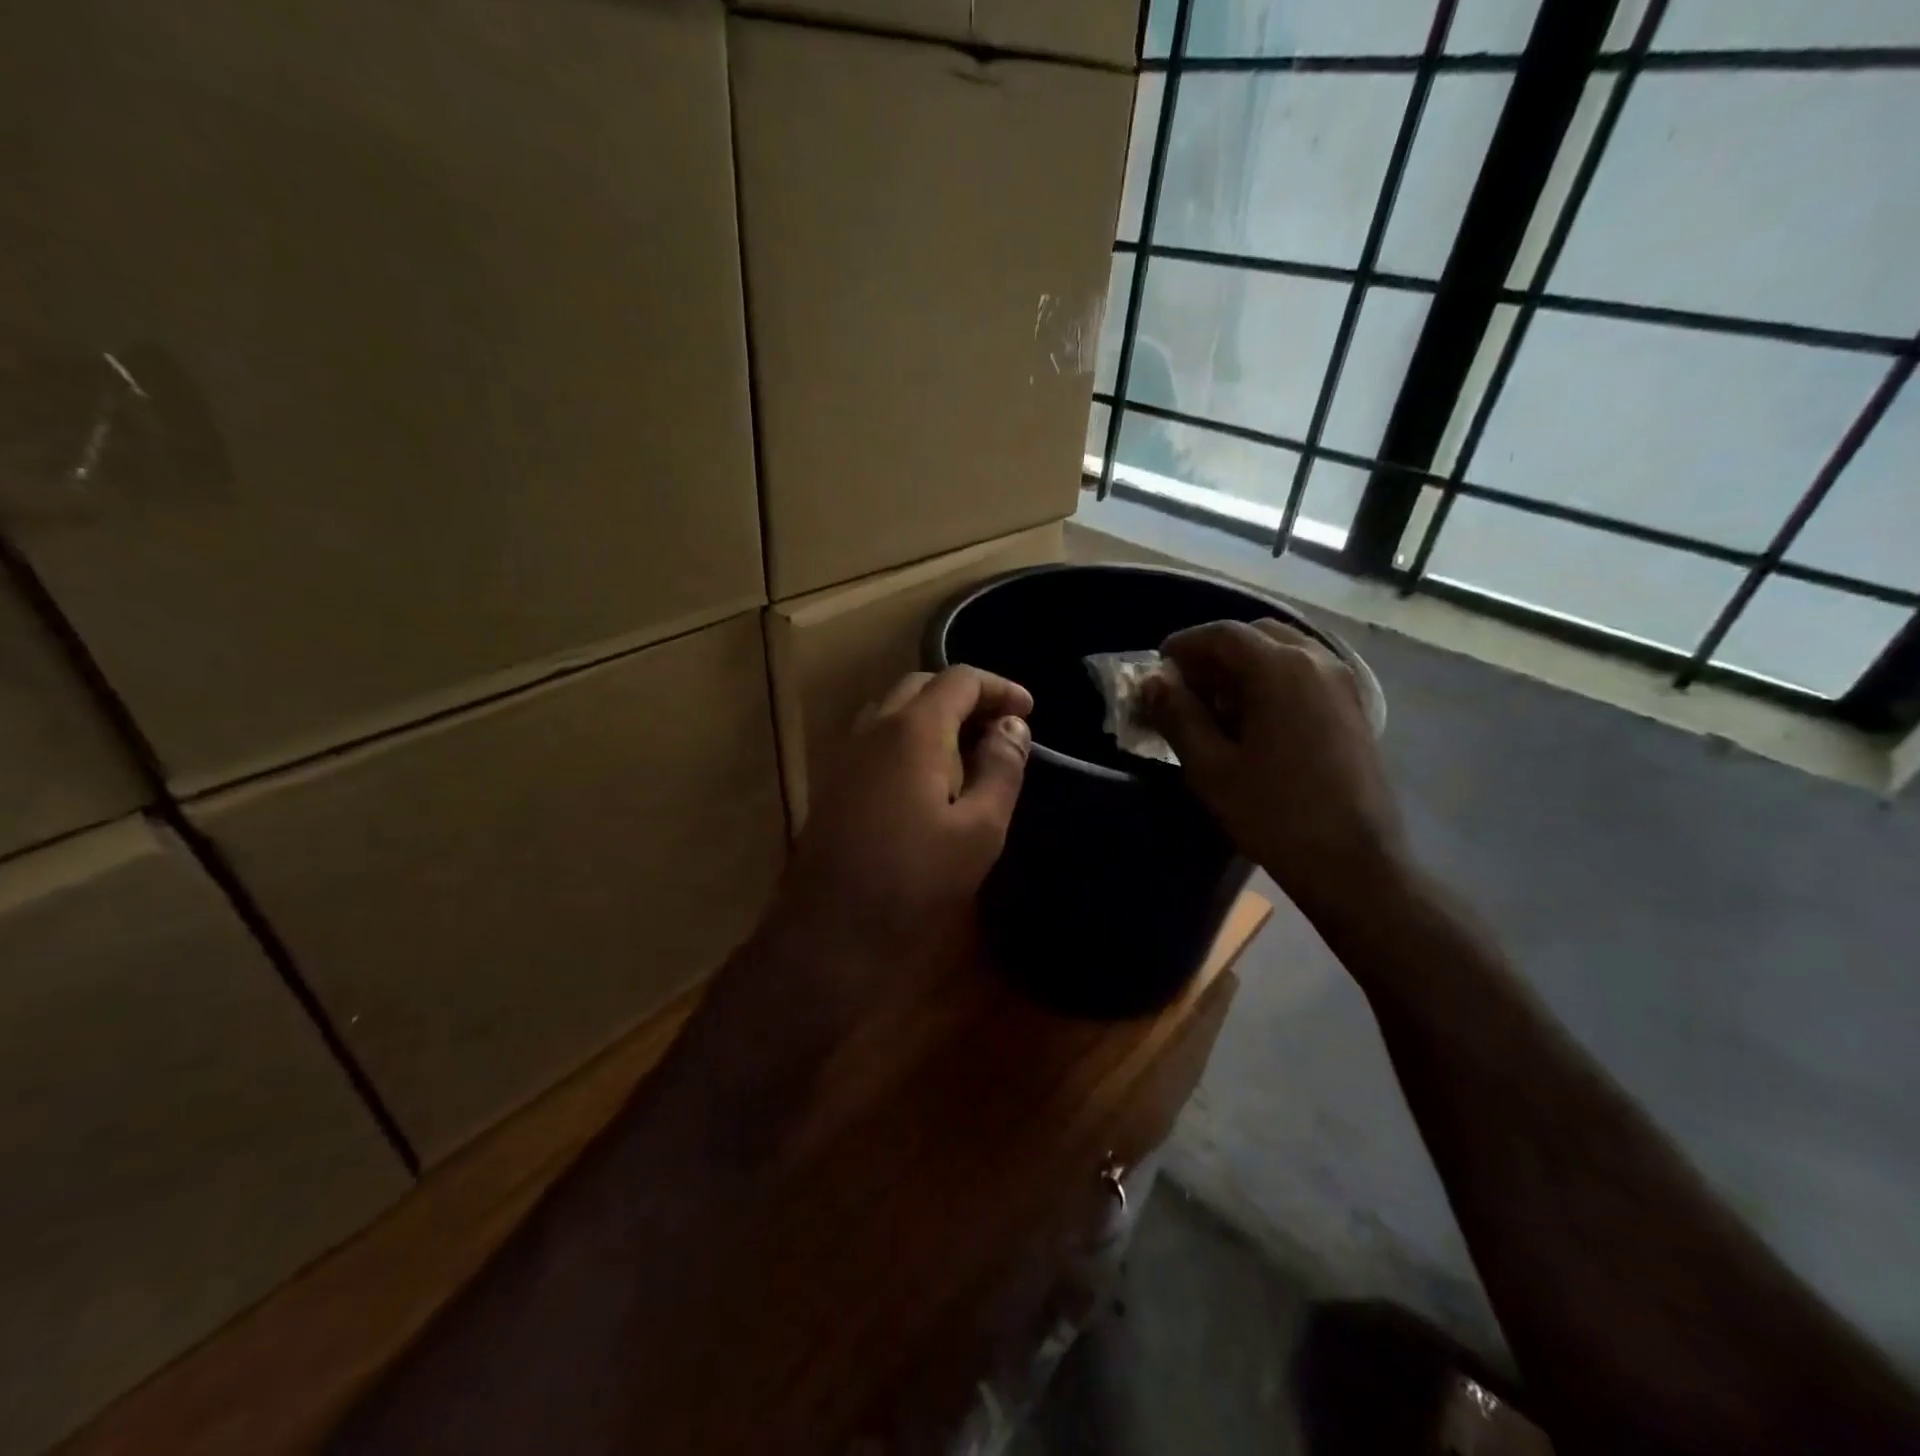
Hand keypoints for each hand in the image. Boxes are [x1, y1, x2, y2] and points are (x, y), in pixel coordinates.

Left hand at [780, 666, 1033, 957]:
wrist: (830, 935)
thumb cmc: (914, 883)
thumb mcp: (979, 830)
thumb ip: (1001, 769)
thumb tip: (1013, 725)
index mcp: (912, 731)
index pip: (959, 679)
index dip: (999, 687)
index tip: (1029, 710)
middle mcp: (873, 729)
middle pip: (922, 686)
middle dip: (966, 697)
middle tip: (1001, 726)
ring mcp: (847, 756)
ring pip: (895, 711)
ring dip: (935, 716)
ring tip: (970, 748)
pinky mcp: (835, 784)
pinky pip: (877, 739)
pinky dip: (911, 739)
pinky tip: (930, 777)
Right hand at [1143, 619, 1407, 921]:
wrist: (1353, 862)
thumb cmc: (1273, 813)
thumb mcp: (1210, 767)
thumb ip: (1178, 716)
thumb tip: (1155, 683)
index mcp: (1280, 669)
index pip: (1223, 634)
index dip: (1185, 645)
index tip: (1158, 667)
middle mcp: (1317, 662)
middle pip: (1256, 635)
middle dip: (1216, 654)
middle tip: (1186, 687)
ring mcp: (1343, 684)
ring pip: (1284, 653)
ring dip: (1245, 667)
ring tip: (1217, 706)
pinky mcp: (1354, 709)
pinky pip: (1306, 675)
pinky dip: (1273, 682)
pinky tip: (1255, 722)